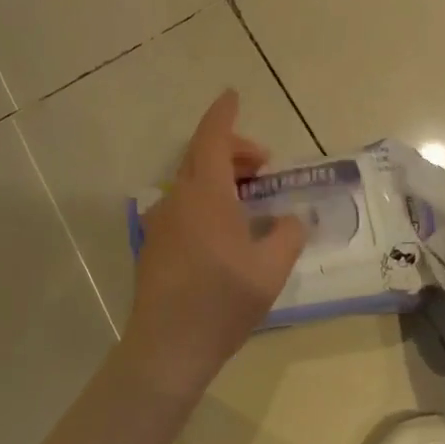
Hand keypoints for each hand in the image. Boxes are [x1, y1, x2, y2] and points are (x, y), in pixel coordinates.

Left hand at [121, 90, 307, 398]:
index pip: (212, 139)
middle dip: (233, 152)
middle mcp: (177, 200)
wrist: (167, 348)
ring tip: (249, 197)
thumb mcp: (271, 269)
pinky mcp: (153, 246)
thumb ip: (287, 235)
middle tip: (263, 165)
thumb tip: (291, 219)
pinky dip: (206, 201)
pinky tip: (225, 231)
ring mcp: (160, 223)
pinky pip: (182, 207)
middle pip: (201, 158)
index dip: (224, 114)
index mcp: (205, 195)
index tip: (233, 95)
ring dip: (220, 178)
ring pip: (191, 183)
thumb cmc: (222, 302)